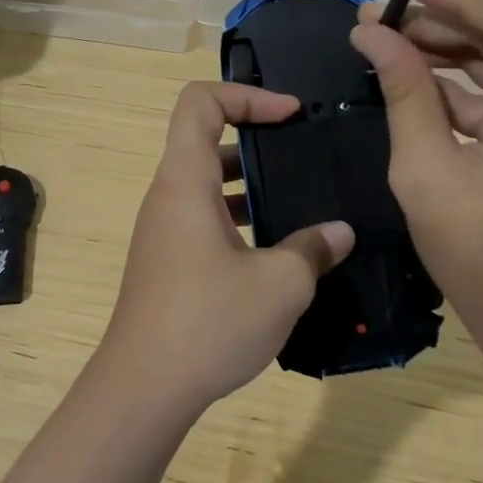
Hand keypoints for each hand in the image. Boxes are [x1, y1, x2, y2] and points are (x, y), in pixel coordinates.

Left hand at [97, 82, 355, 415]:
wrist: (143, 388)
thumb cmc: (208, 323)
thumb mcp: (279, 285)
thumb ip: (313, 249)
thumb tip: (339, 232)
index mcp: (184, 181)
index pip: (199, 102)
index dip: (246, 94)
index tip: (290, 114)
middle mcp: (168, 196)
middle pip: (204, 138)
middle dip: (255, 138)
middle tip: (301, 154)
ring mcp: (163, 229)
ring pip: (205, 182)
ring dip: (248, 183)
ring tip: (297, 201)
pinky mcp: (167, 260)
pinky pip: (202, 217)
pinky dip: (236, 217)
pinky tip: (275, 251)